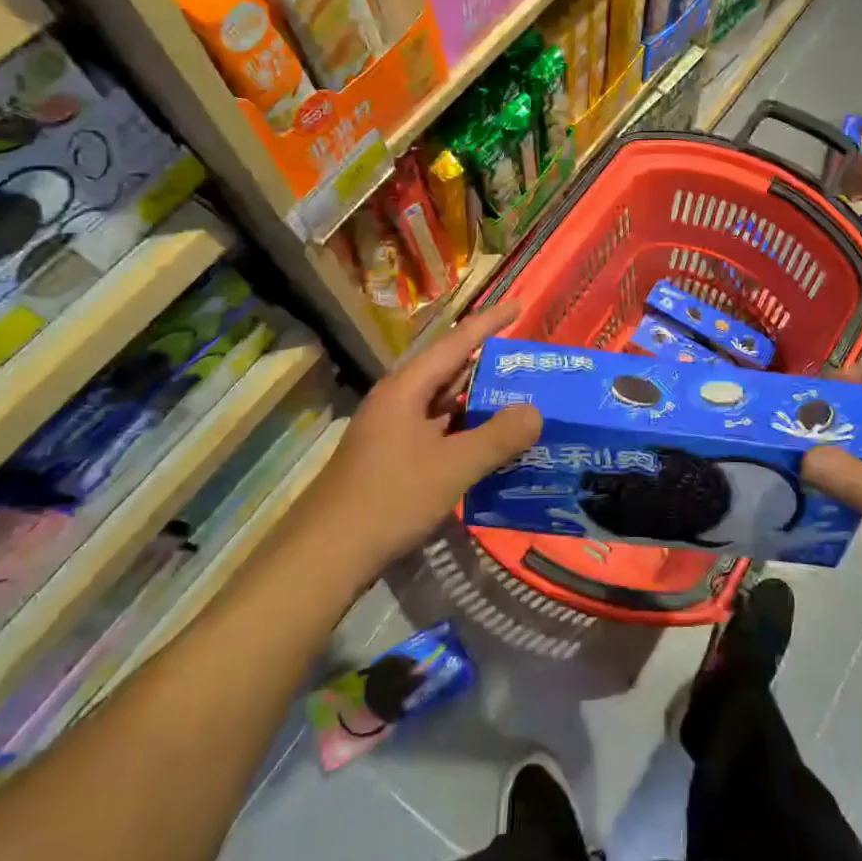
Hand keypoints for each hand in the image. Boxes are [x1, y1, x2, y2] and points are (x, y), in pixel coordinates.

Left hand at [294, 304, 541, 576]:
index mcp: (407, 388)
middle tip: (533, 363)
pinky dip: (468, 434)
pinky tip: (494, 447)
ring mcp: (395, 432)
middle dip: (491, 366)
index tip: (519, 304)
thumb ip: (498, 437)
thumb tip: (536, 412)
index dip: (489, 322)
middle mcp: (399, 401)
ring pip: (446, 406)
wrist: (325, 556)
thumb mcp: (452, 467)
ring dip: (481, 404)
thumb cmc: (389, 500)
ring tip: (524, 401)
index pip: (456, 342)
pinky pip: (440, 434)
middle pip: (452, 372)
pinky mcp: (395, 460)